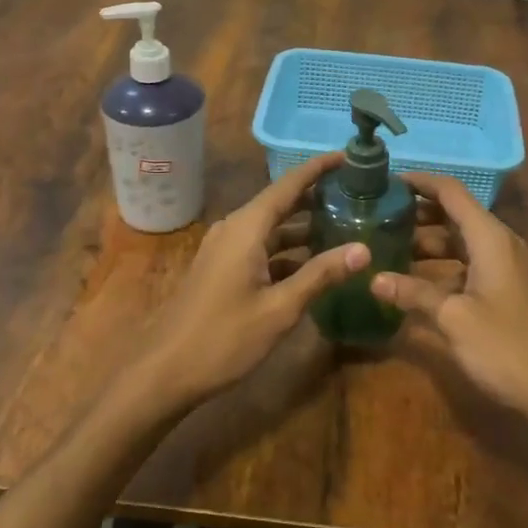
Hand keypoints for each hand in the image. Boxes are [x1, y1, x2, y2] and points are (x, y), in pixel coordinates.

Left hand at [129, 154, 367, 414]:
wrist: (164, 371)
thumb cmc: (223, 337)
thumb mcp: (279, 309)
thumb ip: (320, 276)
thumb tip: (363, 249)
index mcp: (247, 228)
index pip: (289, 185)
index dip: (319, 168)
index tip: (349, 156)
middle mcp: (235, 229)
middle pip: (281, 203)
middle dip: (317, 196)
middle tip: (357, 192)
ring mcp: (225, 249)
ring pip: (272, 228)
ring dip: (304, 227)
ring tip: (345, 224)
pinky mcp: (222, 269)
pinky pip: (261, 247)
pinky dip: (288, 250)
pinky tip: (314, 263)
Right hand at [375, 172, 527, 433]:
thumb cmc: (505, 347)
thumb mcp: (453, 318)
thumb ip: (414, 294)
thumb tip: (374, 278)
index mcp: (489, 238)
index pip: (451, 192)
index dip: (419, 182)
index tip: (383, 181)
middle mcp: (498, 244)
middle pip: (453, 215)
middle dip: (415, 213)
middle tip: (375, 216)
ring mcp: (503, 267)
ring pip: (458, 242)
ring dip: (425, 243)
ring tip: (384, 246)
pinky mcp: (503, 290)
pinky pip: (466, 265)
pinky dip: (439, 267)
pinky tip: (411, 282)